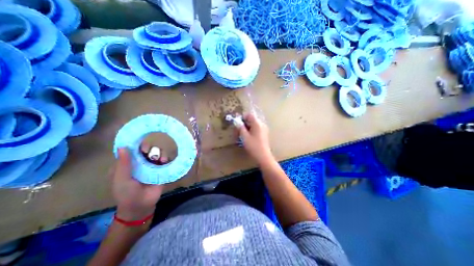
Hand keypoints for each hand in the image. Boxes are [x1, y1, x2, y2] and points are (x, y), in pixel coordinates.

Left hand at [109, 147, 166, 219]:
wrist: (141, 205)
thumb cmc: (127, 193)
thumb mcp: (122, 179)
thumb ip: (123, 164)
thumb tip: (123, 146)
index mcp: (129, 164)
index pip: (133, 151)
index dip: (136, 145)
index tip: (140, 144)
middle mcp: (141, 163)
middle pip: (146, 151)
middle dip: (149, 148)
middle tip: (149, 151)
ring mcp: (152, 167)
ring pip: (157, 154)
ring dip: (158, 153)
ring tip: (160, 159)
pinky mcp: (161, 170)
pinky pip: (165, 161)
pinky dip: (165, 158)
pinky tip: (164, 161)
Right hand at [237, 113, 273, 164]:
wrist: (263, 156)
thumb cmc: (253, 146)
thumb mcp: (244, 137)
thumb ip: (240, 127)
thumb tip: (236, 121)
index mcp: (257, 123)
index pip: (249, 115)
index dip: (242, 118)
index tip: (237, 124)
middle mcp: (261, 124)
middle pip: (251, 119)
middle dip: (244, 123)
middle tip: (238, 130)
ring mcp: (263, 129)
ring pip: (253, 124)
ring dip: (247, 127)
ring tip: (242, 135)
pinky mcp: (264, 134)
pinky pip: (256, 128)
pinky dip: (251, 131)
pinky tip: (248, 137)